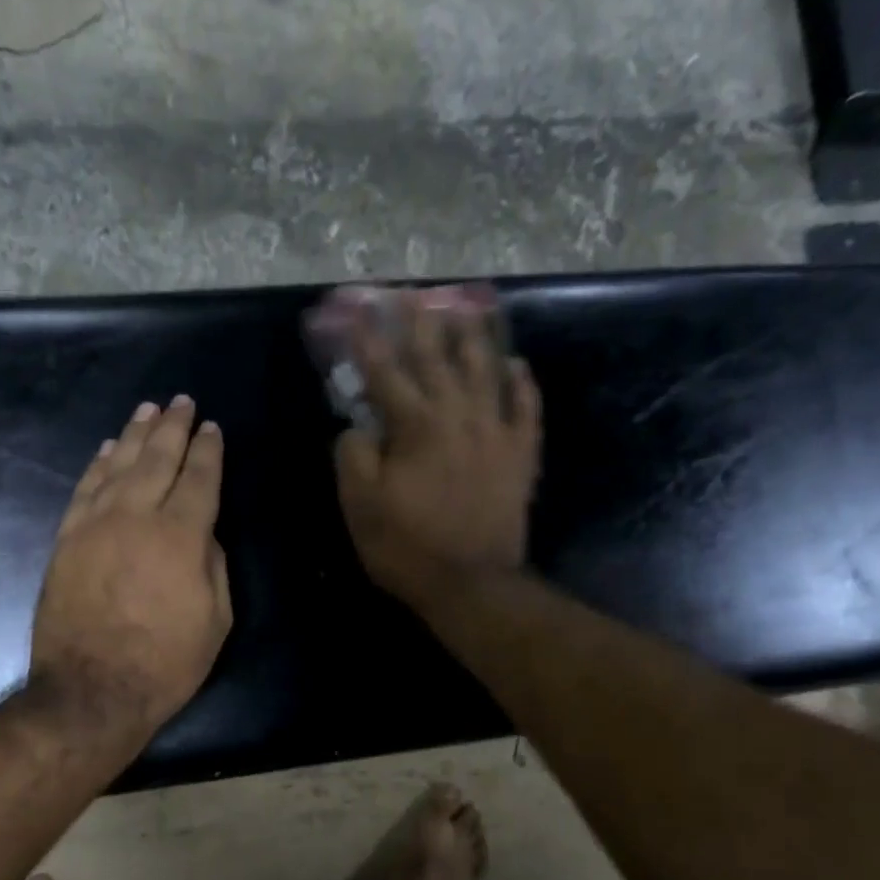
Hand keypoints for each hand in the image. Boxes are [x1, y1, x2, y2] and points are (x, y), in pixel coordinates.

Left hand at [30, 396, 231, 745]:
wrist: (91, 691)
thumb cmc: (166, 663)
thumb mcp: (216, 620)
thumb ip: (213, 565)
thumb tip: (202, 532)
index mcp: (181, 536)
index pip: (199, 478)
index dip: (208, 451)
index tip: (212, 428)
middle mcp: (136, 516)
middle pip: (157, 459)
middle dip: (173, 428)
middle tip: (182, 402)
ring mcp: (95, 524)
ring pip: (118, 465)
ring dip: (135, 434)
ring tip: (148, 410)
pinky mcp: (66, 539)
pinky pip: (85, 489)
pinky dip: (98, 465)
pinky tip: (108, 449)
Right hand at [332, 286, 542, 610]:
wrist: (471, 584)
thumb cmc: (407, 547)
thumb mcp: (360, 506)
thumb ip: (353, 456)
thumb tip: (357, 426)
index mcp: (416, 426)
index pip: (386, 373)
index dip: (369, 341)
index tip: (359, 310)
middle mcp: (459, 416)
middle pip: (438, 359)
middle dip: (421, 325)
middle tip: (413, 295)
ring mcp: (496, 433)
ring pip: (486, 372)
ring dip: (475, 338)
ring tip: (468, 310)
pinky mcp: (520, 457)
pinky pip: (526, 409)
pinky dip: (522, 385)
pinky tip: (518, 365)